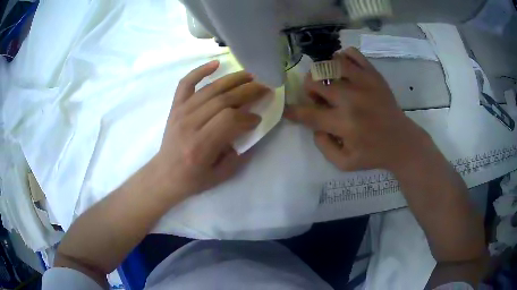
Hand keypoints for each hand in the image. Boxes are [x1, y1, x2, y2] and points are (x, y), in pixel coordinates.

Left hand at [153, 60, 268, 198]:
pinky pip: (186, 83)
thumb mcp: (220, 176)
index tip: (258, 118)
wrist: (165, 175)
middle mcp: (189, 124)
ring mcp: (180, 112)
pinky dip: (200, 71)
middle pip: (222, 100)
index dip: (247, 116)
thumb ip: (238, 154)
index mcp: (200, 145)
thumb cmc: (193, 179)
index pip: (229, 119)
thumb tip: (249, 128)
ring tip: (251, 75)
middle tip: (265, 88)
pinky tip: (216, 63)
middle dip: (248, 92)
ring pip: (210, 89)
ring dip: (233, 79)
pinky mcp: (175, 107)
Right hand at [284, 47, 429, 172]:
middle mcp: (351, 99)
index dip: (293, 111)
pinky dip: (342, 58)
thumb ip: (323, 147)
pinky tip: (344, 70)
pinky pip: (352, 53)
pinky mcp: (374, 75)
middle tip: (318, 98)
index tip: (287, 109)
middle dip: (309, 90)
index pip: (308, 113)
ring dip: (323, 72)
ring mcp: (364, 82)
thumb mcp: (344, 164)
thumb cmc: (373, 154)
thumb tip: (315, 126)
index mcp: (344, 124)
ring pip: (330, 63)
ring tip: (331, 82)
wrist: (402, 141)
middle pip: (315, 81)